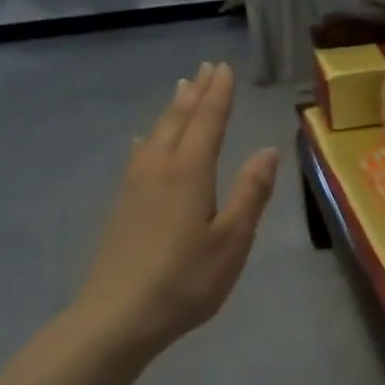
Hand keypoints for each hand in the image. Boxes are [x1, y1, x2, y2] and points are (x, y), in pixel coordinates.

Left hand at [68, 61, 279, 358]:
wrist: (117, 317)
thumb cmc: (185, 280)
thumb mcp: (232, 239)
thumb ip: (250, 193)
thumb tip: (267, 150)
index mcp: (189, 172)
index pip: (207, 122)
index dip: (219, 95)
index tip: (225, 68)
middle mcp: (159, 168)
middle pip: (178, 120)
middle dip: (195, 93)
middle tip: (206, 68)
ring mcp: (135, 186)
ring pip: (155, 134)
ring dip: (172, 109)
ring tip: (181, 89)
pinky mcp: (122, 205)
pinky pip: (138, 154)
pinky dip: (148, 137)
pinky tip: (142, 141)